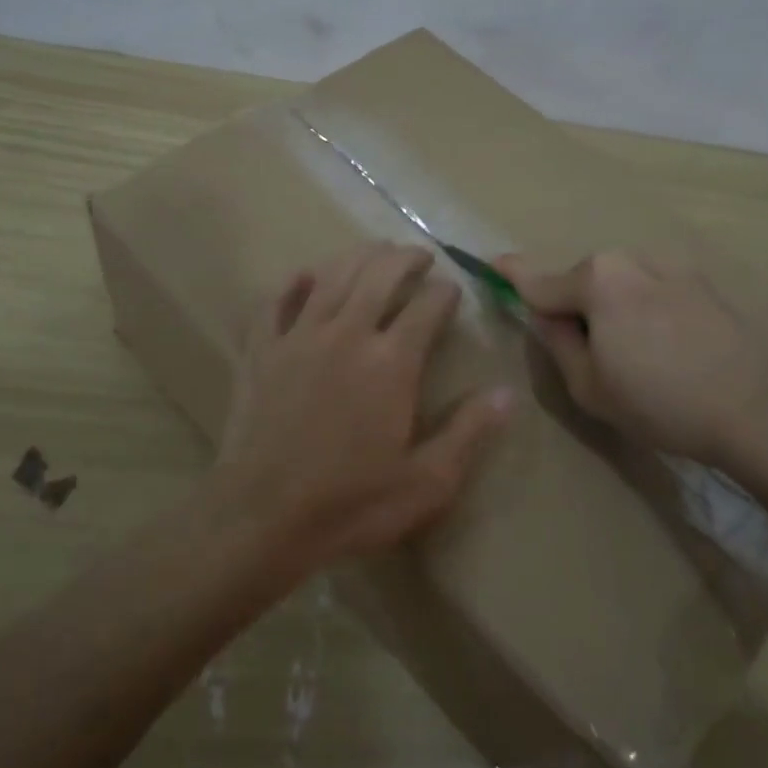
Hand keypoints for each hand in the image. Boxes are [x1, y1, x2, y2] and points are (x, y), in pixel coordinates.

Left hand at [217, 242, 512, 570]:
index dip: (445, 292)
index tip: (453, 290)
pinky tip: (304, 276)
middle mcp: (346, 334)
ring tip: (374, 251)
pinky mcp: (261, 352)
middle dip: (404, 259)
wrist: (262, 517)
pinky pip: (275, 303)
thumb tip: (507, 393)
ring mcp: (298, 338)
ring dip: (357, 257)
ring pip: (331, 277)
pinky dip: (292, 284)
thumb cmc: (351, 503)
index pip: (426, 307)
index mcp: (391, 362)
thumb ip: (469, 432)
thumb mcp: (427, 481)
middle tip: (419, 256)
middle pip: (378, 275)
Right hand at [497, 250, 767, 462]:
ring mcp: (672, 265)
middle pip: (583, 281)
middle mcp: (631, 260)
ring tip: (636, 357)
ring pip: (620, 283)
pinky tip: (668, 348)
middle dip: (575, 307)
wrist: (758, 409)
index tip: (491, 262)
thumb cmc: (660, 402)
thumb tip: (547, 317)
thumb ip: (557, 342)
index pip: (539, 280)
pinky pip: (652, 288)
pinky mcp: (703, 281)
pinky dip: (644, 308)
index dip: (511, 275)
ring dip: (612, 308)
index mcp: (597, 281)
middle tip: (589, 357)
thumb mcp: (588, 385)